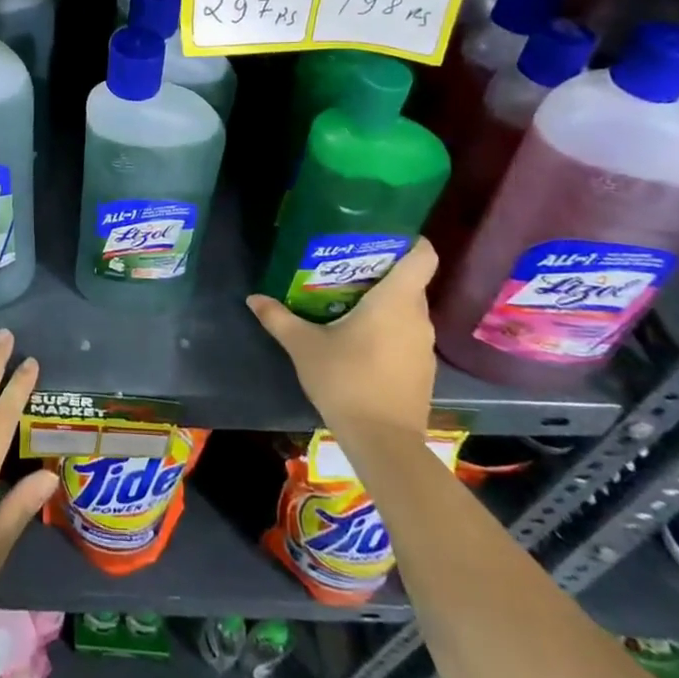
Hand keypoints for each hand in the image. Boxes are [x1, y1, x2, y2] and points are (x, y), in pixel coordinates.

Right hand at [247, 238, 438, 446]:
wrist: (383, 443)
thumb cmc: (346, 380)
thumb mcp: (303, 346)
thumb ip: (279, 318)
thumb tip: (253, 298)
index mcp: (395, 301)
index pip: (422, 256)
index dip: (410, 240)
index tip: (384, 234)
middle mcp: (417, 317)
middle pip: (410, 281)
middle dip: (383, 271)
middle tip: (347, 266)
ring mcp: (424, 346)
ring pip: (409, 309)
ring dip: (385, 302)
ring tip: (348, 300)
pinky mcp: (423, 370)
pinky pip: (408, 334)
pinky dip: (389, 329)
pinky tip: (360, 339)